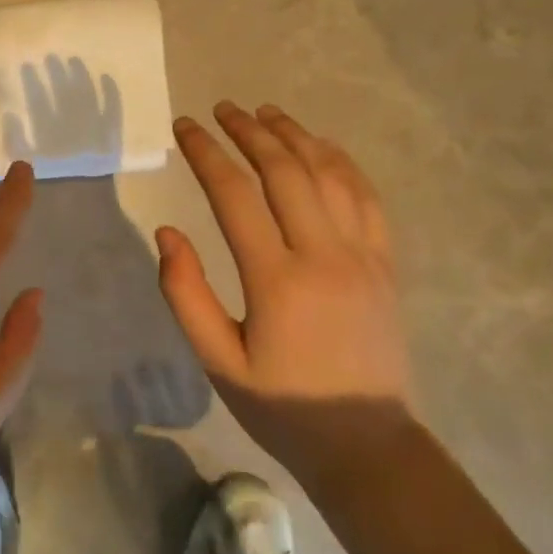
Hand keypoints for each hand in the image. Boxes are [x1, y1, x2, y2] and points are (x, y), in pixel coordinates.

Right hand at [156, 102, 411, 464]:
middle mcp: (324, 255)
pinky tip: (322, 146)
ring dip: (296, 136)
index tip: (184, 126)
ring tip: (267, 112)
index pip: (234, 195)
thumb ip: (186, 294)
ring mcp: (363, 256)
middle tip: (223, 109)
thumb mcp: (218, 362)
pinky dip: (342, 162)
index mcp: (277, 280)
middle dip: (250, 131)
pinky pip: (367, 197)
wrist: (367, 444)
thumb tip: (166, 233)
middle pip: (285, 170)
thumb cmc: (282, 406)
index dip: (205, 153)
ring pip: (330, 174)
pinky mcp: (385, 264)